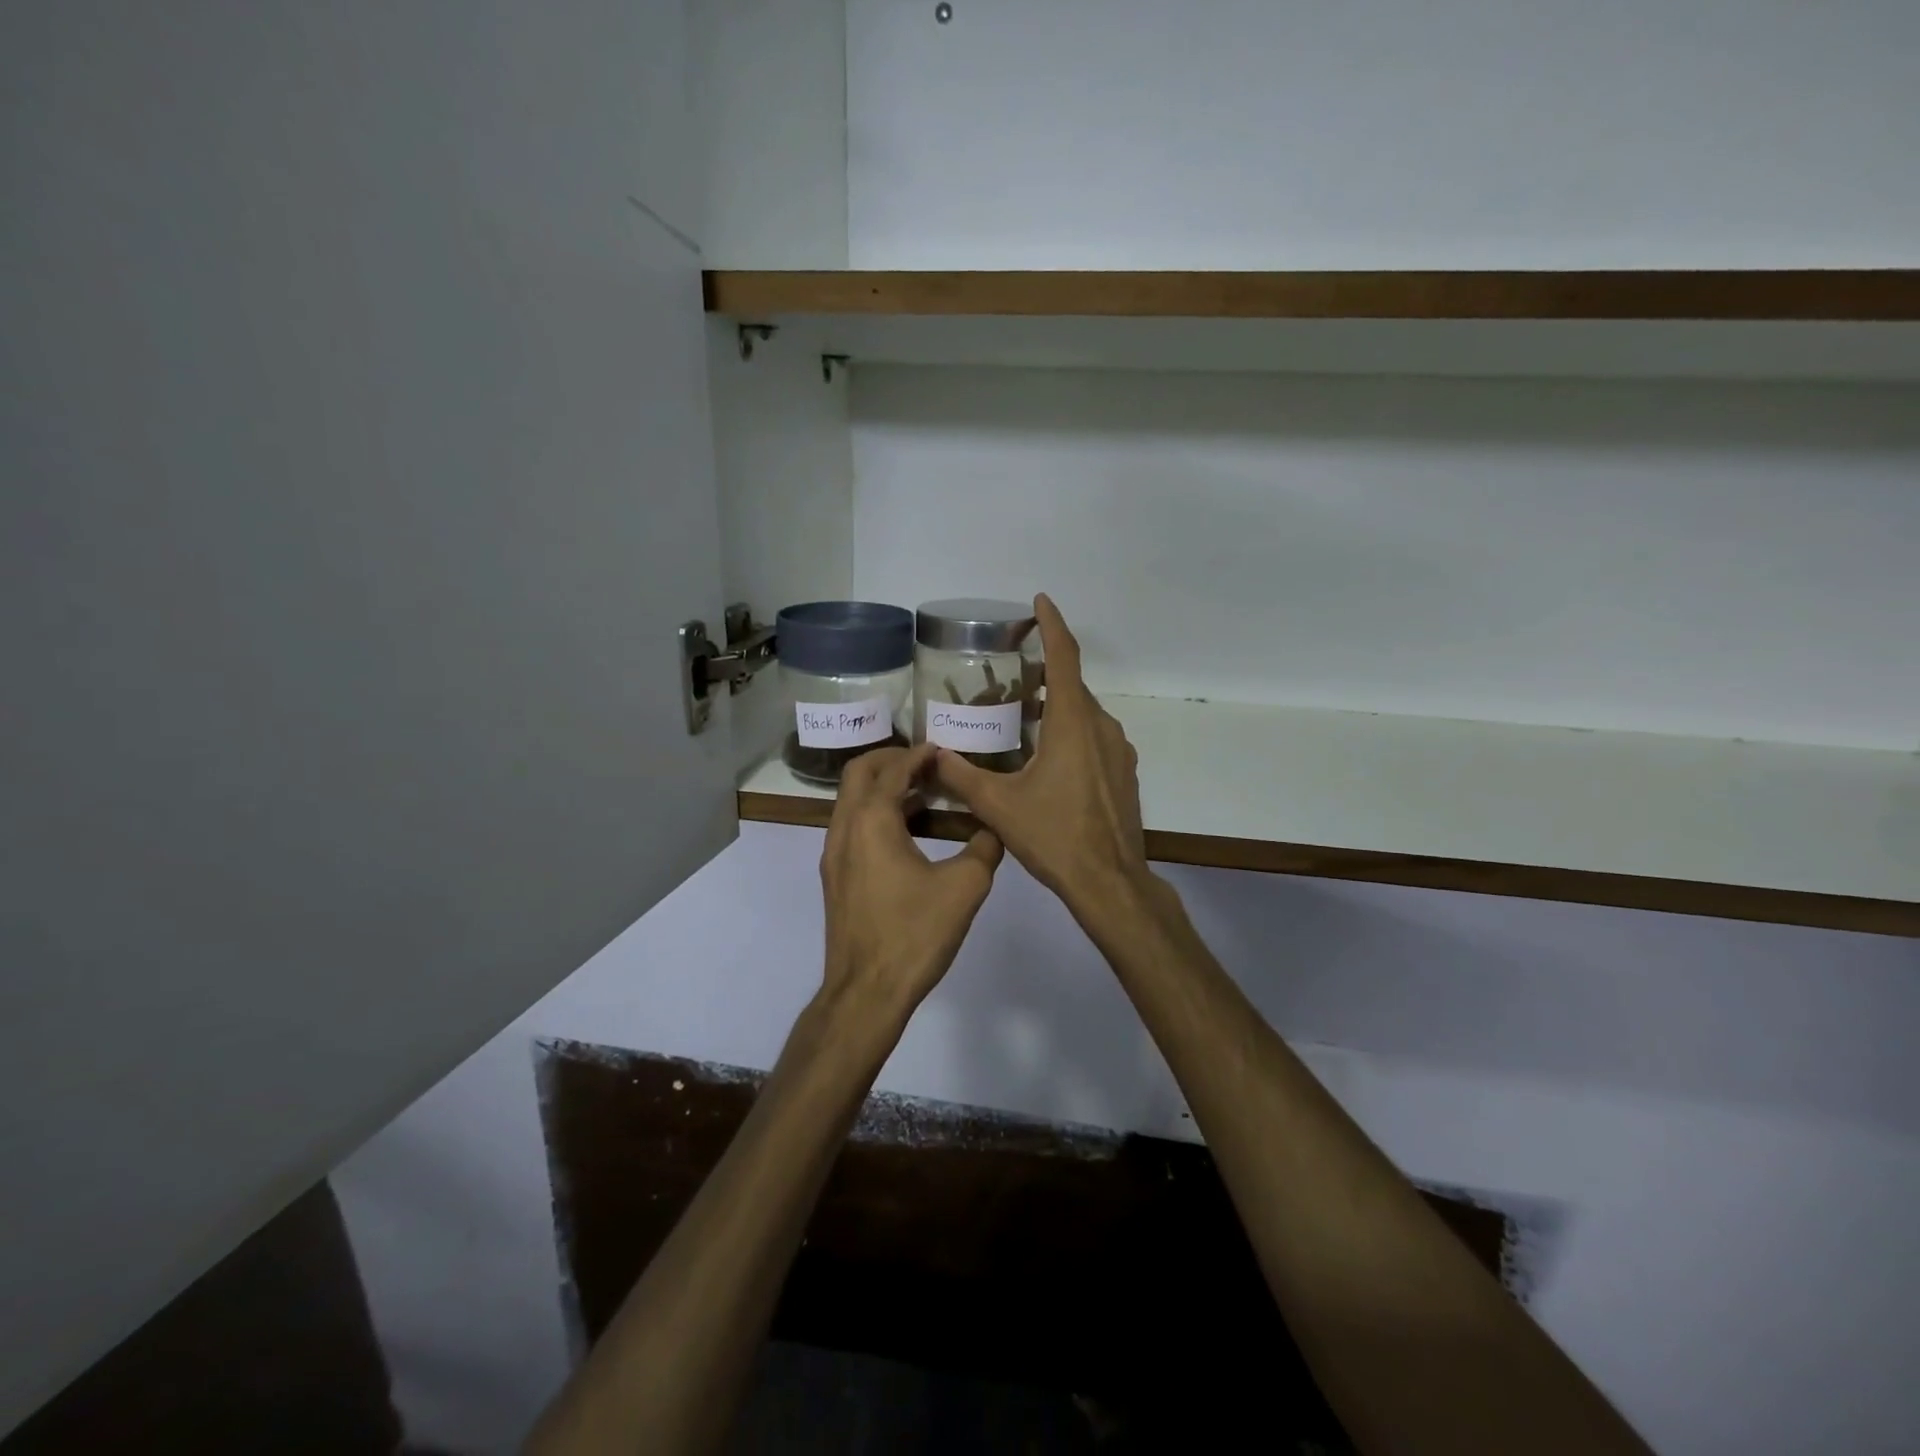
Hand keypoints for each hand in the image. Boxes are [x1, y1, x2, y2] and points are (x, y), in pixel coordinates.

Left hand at [819, 743, 1002, 1019]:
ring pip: (851, 801)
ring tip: (922, 793)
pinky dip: (875, 814)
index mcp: (871, 821)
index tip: (942, 749)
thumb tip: (993, 829)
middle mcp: (844, 829)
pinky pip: (852, 827)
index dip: (918, 755)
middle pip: (858, 773)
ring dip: (882, 788)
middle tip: (925, 762)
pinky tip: (907, 833)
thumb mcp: (964, 887)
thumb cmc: (914, 934)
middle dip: (890, 759)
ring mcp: (833, 855)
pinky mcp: (835, 878)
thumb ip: (984, 848)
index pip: (893, 770)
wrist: (866, 993)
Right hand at [935, 595, 1149, 922]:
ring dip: (1056, 706)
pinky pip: (1094, 736)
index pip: (1064, 657)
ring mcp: (1118, 751)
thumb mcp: (999, 806)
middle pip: (1072, 686)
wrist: (1110, 881)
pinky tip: (1047, 757)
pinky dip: (1071, 731)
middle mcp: (1100, 727)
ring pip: (1084, 713)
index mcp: (1072, 723)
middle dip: (1044, 673)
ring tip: (1023, 717)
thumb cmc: (1054, 836)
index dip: (1053, 624)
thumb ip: (962, 777)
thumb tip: (932, 757)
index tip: (1041, 601)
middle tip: (1010, 676)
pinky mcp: (1123, 773)